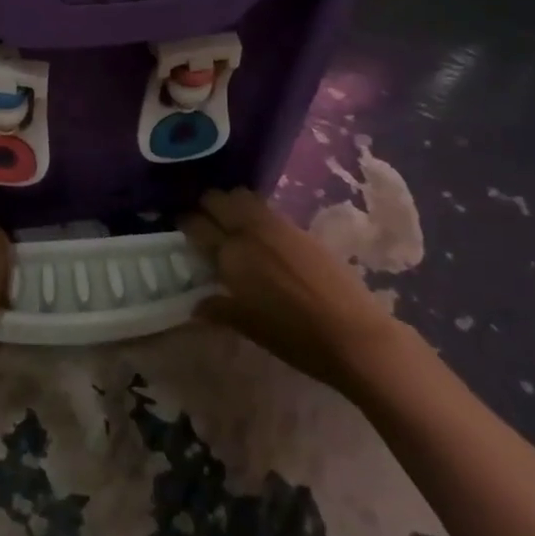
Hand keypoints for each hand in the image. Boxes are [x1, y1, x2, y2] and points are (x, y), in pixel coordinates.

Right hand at [181, 187, 402, 393]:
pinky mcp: (299, 228)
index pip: (196, 225)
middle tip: (203, 221)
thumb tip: (196, 305)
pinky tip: (258, 233)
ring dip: (230, 203)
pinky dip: (253, 212)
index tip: (180, 225)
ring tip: (229, 221)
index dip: (185, 222)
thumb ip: (219, 309)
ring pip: (242, 196)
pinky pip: (265, 208)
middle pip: (217, 200)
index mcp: (230, 255)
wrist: (354, 335)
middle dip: (206, 206)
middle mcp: (249, 231)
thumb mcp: (249, 327)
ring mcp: (276, 226)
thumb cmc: (295, 338)